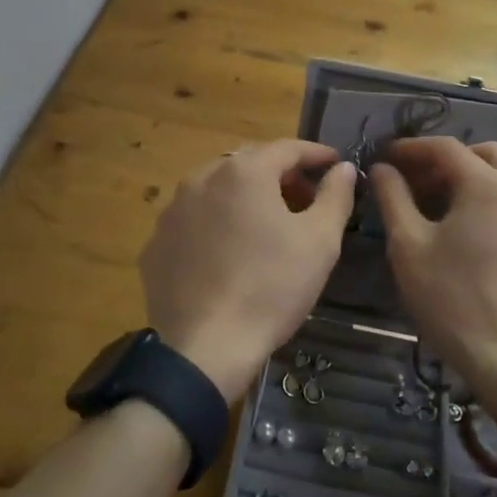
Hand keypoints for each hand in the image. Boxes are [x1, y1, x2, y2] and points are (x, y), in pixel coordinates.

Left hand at [140, 140, 356, 401]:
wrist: (206, 349)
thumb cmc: (271, 288)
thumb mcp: (320, 242)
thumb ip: (335, 196)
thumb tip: (342, 168)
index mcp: (243, 172)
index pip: (287, 148)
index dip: (315, 154)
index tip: (334, 164)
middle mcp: (201, 178)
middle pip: (249, 163)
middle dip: (280, 174)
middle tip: (305, 199)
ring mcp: (172, 211)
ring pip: (216, 189)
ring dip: (244, 197)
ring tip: (266, 225)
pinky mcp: (155, 244)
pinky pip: (193, 220)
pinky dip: (214, 224)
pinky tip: (228, 253)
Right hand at [369, 137, 496, 392]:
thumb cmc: (454, 300)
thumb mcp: (409, 247)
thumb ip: (393, 198)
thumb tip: (382, 169)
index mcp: (487, 185)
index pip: (446, 147)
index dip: (412, 148)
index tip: (388, 157)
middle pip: (485, 155)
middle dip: (450, 160)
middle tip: (420, 183)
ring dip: (475, 183)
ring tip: (444, 212)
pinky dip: (495, 209)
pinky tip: (475, 243)